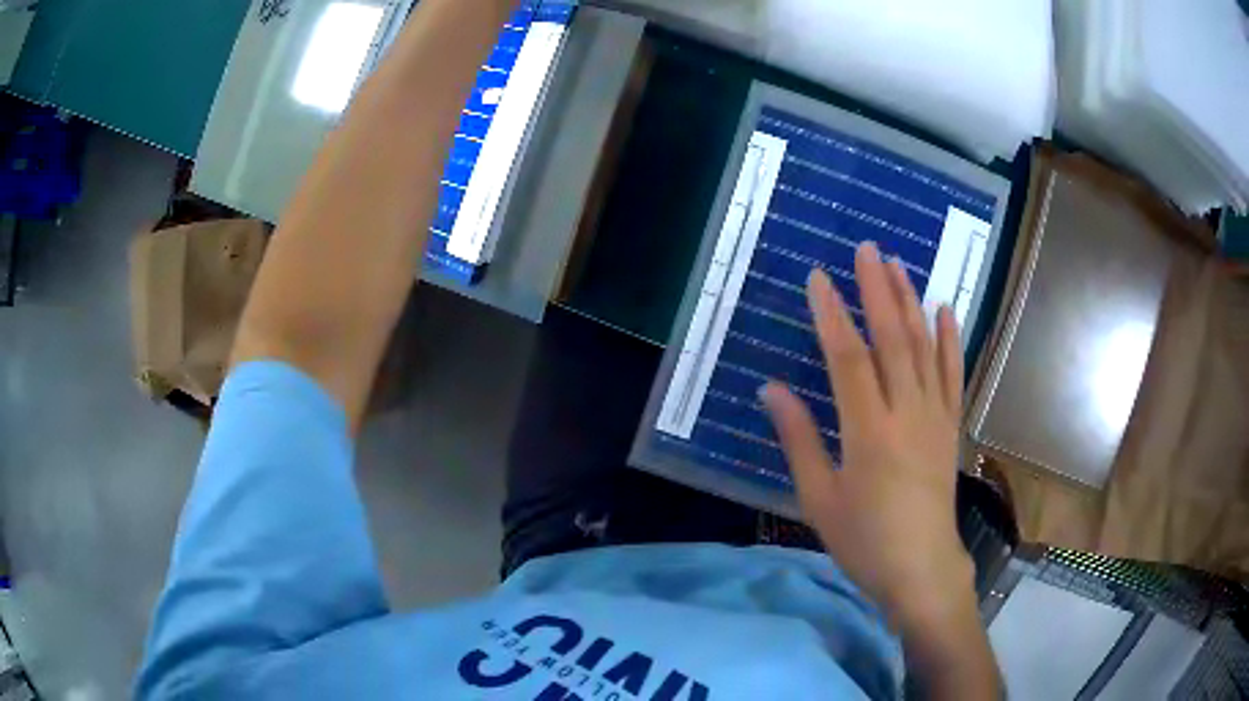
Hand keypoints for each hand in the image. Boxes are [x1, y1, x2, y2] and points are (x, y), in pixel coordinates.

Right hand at [760, 242, 972, 630]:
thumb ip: (798, 440)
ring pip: (924, 348)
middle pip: (893, 339)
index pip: (848, 359)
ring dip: (911, 303)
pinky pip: (952, 374)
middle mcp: (907, 413)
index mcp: (869, 432)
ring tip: (898, 265)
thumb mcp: (819, 499)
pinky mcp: (950, 427)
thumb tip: (772, 389)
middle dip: (878, 290)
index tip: (818, 278)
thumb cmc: (864, 540)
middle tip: (867, 248)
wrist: (922, 568)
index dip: (832, 315)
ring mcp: (935, 417)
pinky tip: (946, 310)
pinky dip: (950, 339)